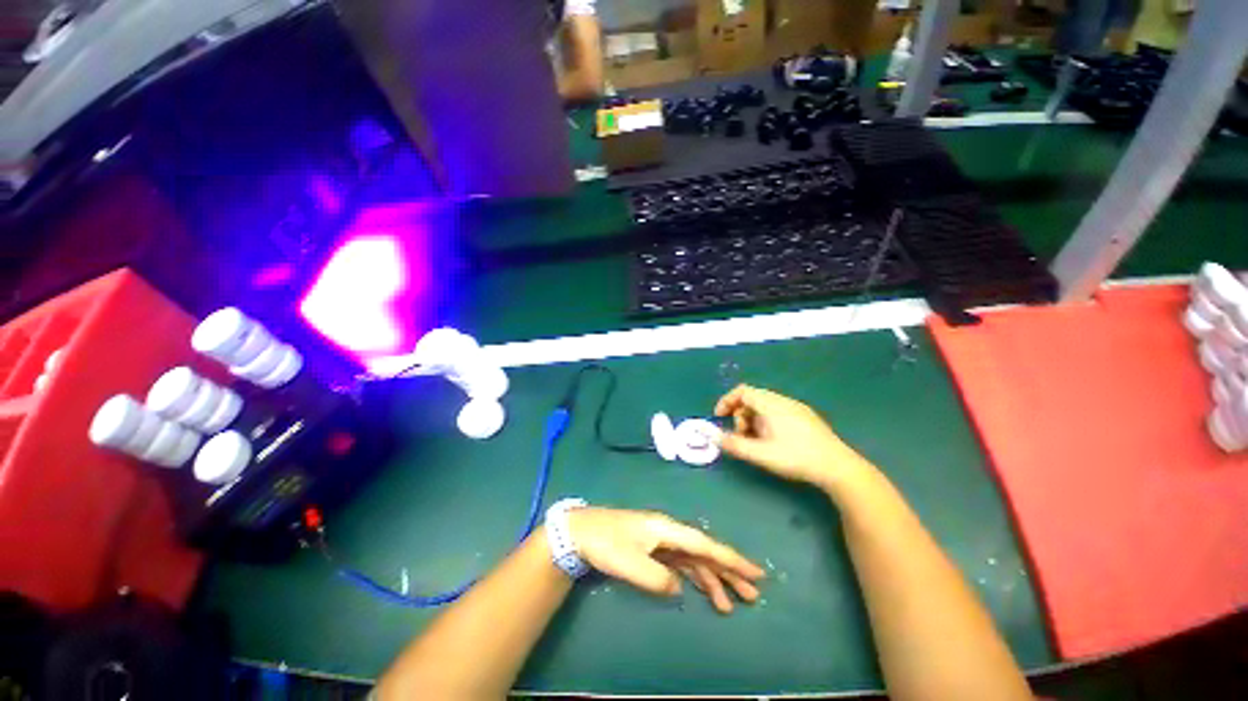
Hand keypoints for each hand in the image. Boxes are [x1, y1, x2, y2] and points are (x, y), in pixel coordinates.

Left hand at [566, 507, 763, 612]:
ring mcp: (661, 541)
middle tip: (752, 594)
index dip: (731, 559)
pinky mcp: (653, 550)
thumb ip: (657, 579)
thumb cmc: (606, 543)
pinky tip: (700, 592)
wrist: (582, 531)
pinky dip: (694, 578)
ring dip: (712, 579)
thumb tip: (679, 589)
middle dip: (728, 572)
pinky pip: (681, 565)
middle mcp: (669, 533)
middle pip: (704, 552)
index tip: (755, 572)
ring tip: (728, 605)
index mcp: (667, 530)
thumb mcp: (630, 563)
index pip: (706, 545)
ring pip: (694, 560)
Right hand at [715, 384, 863, 488]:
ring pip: (765, 406)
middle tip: (742, 436)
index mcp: (771, 404)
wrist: (838, 467)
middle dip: (740, 415)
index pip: (742, 391)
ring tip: (757, 442)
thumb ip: (734, 444)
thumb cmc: (796, 458)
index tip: (720, 417)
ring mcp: (796, 408)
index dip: (727, 401)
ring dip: (753, 420)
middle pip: (752, 399)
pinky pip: (777, 412)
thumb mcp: (761, 454)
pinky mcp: (805, 417)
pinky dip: (766, 422)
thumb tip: (713, 436)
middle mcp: (783, 400)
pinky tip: (774, 441)